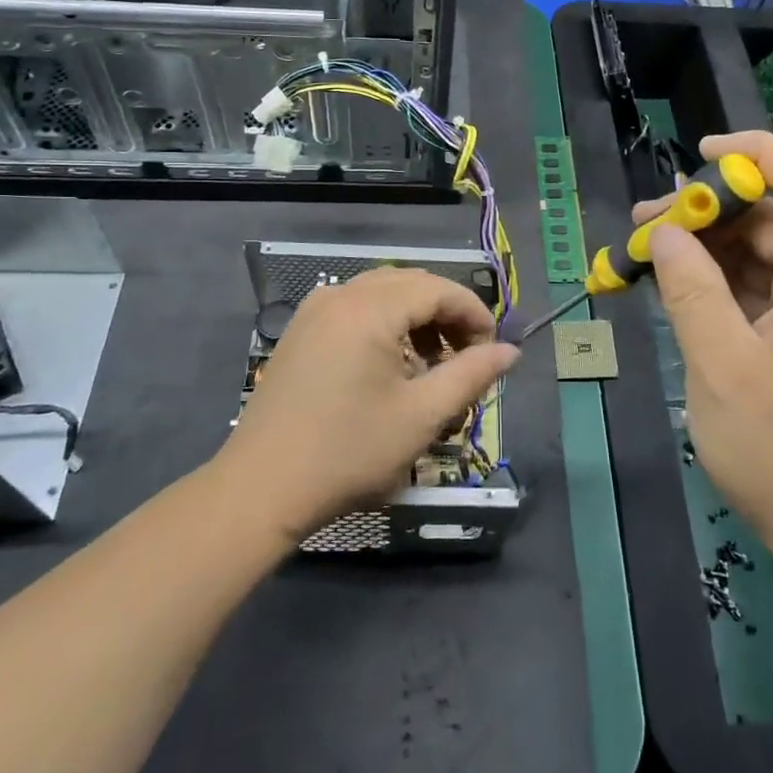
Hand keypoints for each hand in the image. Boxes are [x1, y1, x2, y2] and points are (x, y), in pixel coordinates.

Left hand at [216, 268, 518, 546]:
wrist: (261, 488)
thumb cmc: (349, 452)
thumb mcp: (422, 416)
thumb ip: (471, 375)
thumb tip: (510, 351)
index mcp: (370, 309)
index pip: (438, 289)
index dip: (474, 313)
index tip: (493, 349)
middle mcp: (341, 295)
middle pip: (411, 284)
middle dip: (446, 313)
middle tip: (466, 356)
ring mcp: (315, 310)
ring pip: (382, 293)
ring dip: (416, 317)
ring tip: (432, 363)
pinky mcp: (300, 331)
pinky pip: (355, 308)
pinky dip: (384, 322)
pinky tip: (390, 364)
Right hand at [637, 131, 772, 570]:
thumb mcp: (722, 367)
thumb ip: (691, 290)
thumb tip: (665, 233)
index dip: (755, 154)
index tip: (697, 156)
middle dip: (711, 210)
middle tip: (645, 223)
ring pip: (765, 255)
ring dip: (710, 248)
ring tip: (649, 252)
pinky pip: (764, 291)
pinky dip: (721, 283)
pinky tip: (678, 288)